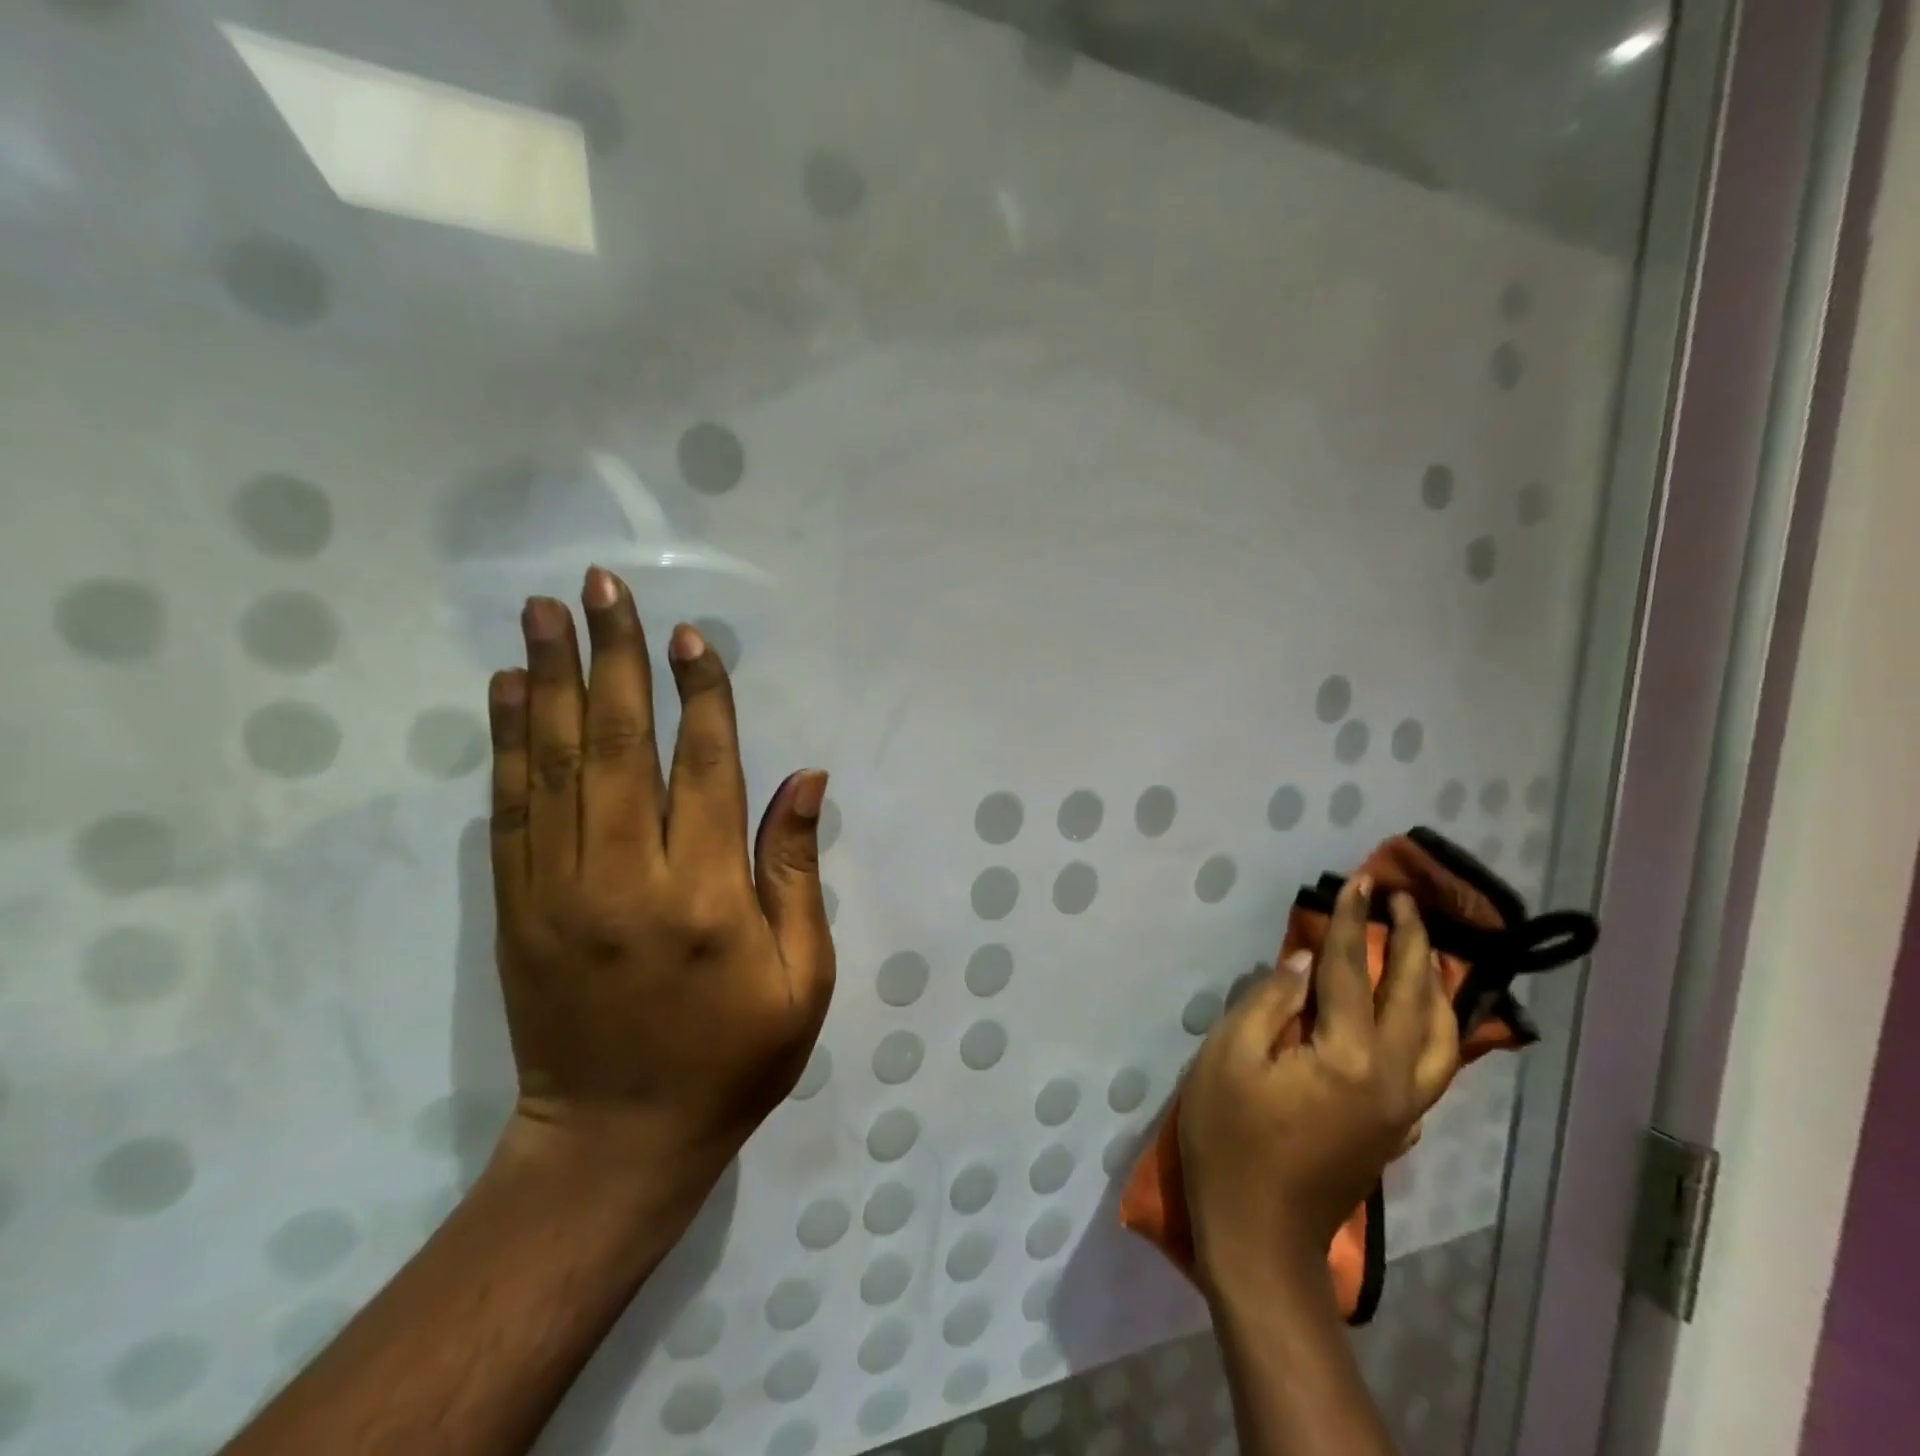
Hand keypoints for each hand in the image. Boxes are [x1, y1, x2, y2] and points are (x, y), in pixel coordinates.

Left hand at [484, 566, 835, 1193]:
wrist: (615, 1142)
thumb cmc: (732, 1058)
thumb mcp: (802, 978)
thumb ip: (796, 872)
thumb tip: (805, 778)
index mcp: (706, 896)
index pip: (704, 767)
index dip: (701, 694)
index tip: (689, 634)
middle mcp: (627, 878)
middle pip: (620, 745)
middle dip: (615, 658)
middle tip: (602, 588)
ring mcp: (559, 892)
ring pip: (554, 765)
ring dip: (550, 681)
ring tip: (542, 612)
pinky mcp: (517, 910)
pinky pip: (510, 811)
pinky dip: (507, 745)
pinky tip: (505, 692)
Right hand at [1178, 875, 1457, 1295]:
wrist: (1260, 1235)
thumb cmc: (1230, 1139)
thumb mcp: (1228, 1059)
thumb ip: (1268, 1003)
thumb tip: (1303, 964)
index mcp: (1347, 1057)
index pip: (1352, 973)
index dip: (1351, 924)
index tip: (1361, 882)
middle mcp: (1392, 1078)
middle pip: (1413, 998)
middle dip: (1410, 942)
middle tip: (1404, 901)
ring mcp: (1403, 1107)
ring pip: (1440, 1035)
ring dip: (1434, 983)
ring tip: (1423, 946)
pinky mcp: (1399, 1127)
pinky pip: (1433, 1064)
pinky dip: (1436, 1027)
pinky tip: (1424, 1013)